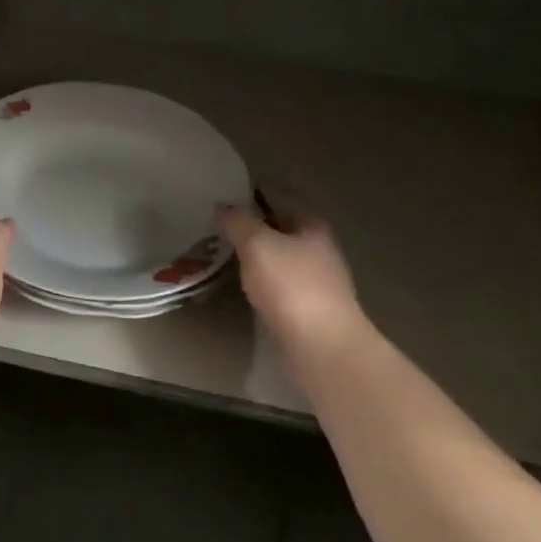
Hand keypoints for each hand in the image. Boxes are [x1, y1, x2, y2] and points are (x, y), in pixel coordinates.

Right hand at [215, 201, 374, 358]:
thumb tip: (221, 206)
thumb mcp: (257, 244)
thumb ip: (238, 222)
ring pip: (279, 257)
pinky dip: (261, 280)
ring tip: (223, 251)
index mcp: (311, 225)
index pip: (279, 196)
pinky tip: (243, 284)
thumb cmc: (292, 286)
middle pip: (280, 227)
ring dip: (256, 254)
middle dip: (252, 225)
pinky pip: (279, 285)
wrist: (323, 348)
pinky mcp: (309, 310)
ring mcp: (317, 281)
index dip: (251, 192)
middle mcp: (319, 248)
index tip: (223, 194)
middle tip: (217, 223)